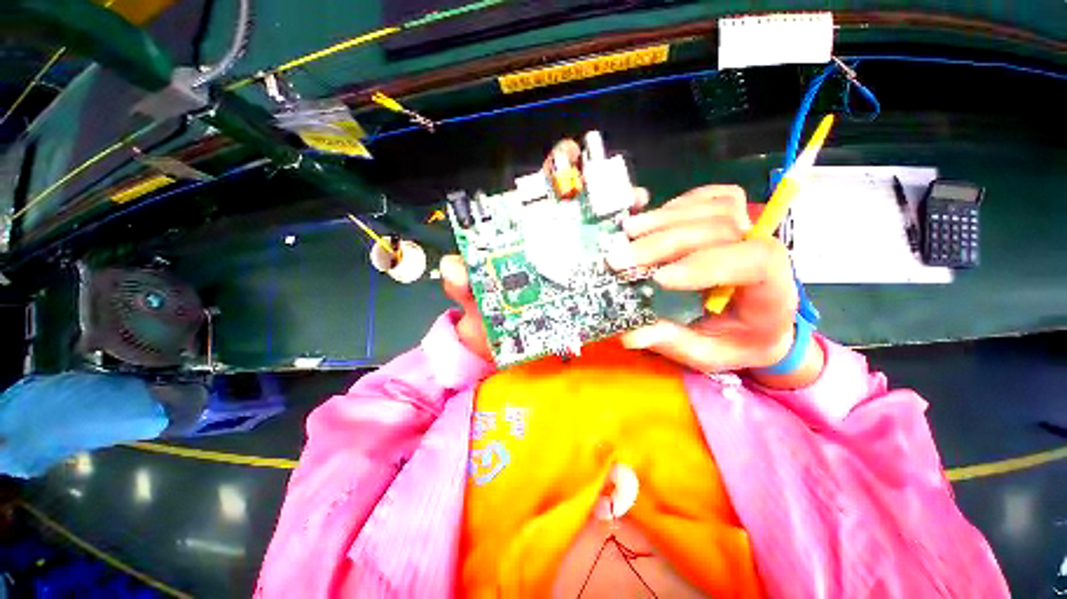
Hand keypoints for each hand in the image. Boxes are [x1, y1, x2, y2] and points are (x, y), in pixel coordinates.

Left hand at [439, 140, 648, 362]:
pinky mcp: (591, 290)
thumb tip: (454, 266)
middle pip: (577, 210)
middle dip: (598, 189)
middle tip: (613, 188)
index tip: (569, 158)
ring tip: (634, 214)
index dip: (553, 174)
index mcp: (523, 242)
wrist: (505, 352)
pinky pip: (613, 270)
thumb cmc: (488, 324)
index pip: (539, 199)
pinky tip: (641, 251)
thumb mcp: (474, 304)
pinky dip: (628, 258)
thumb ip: (463, 287)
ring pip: (600, 236)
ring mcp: (575, 267)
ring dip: (620, 219)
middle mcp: (553, 248)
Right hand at [607, 184, 811, 377]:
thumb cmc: (737, 341)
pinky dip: (677, 204)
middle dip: (665, 242)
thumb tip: (629, 334)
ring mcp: (751, 229)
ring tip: (627, 232)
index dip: (704, 264)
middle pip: (722, 228)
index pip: (755, 261)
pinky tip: (652, 218)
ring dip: (664, 219)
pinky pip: (710, 197)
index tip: (659, 279)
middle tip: (621, 257)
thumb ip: (674, 343)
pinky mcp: (733, 217)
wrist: (759, 322)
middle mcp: (767, 251)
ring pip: (714, 207)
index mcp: (772, 291)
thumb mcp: (708, 355)